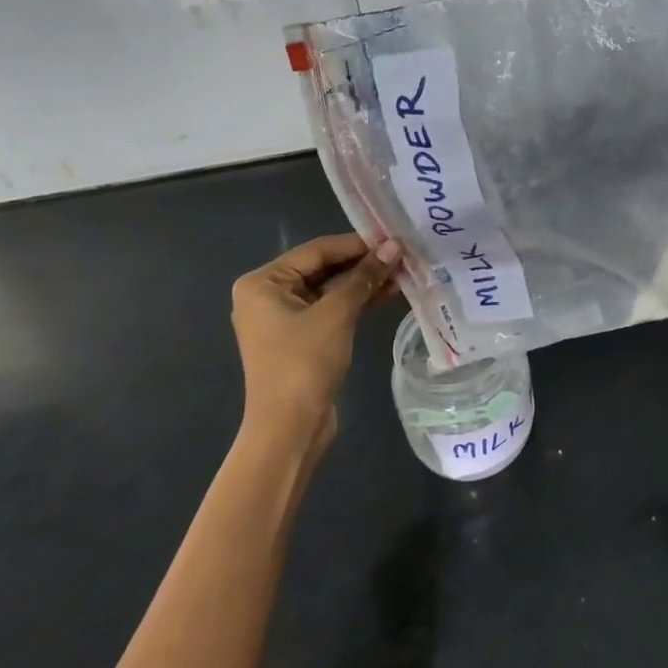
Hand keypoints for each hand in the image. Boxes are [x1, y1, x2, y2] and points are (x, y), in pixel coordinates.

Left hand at [231, 233, 400, 445]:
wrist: (290, 428)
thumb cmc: (304, 363)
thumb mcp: (336, 314)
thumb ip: (364, 277)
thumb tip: (394, 246)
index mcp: (263, 282)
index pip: (317, 251)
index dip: (358, 244)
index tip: (395, 239)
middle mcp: (269, 295)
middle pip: (324, 268)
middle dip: (364, 264)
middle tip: (404, 255)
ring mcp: (286, 318)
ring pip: (332, 290)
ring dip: (365, 283)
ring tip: (404, 273)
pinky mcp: (303, 337)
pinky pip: (333, 309)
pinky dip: (358, 302)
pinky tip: (389, 293)